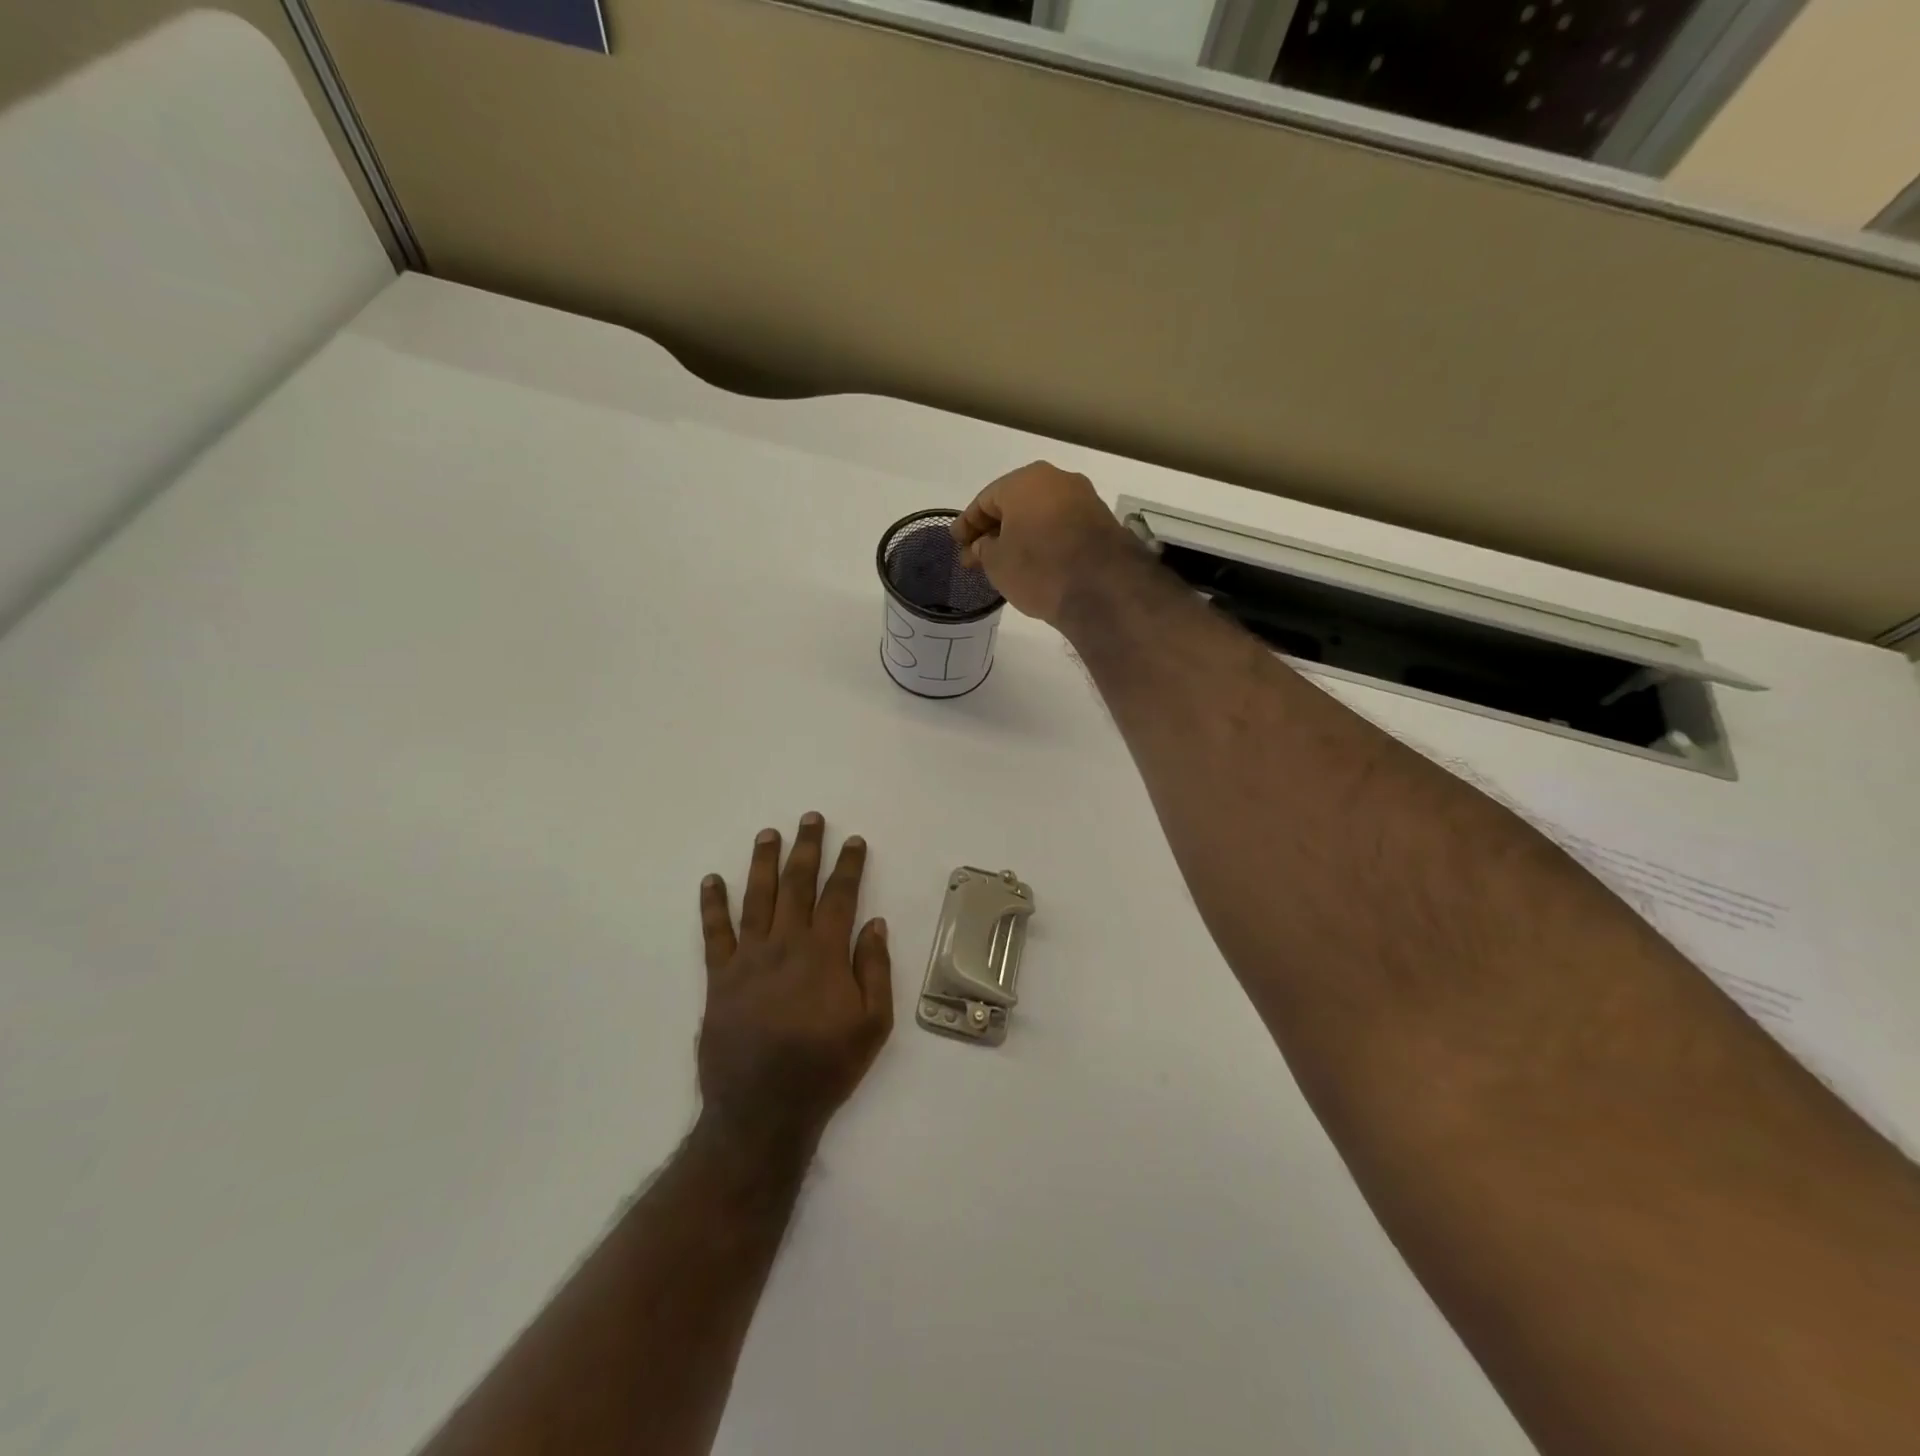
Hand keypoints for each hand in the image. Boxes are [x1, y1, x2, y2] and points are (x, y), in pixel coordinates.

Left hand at [696, 814, 892, 1151]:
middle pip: (797, 885)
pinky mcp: (719, 978)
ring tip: (768, 834)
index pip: (839, 896)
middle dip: (806, 848)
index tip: (854, 840)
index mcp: (824, 955)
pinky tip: (712, 880)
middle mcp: (785, 945)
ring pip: (757, 898)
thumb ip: (875, 971)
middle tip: (810, 819)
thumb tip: (875, 924)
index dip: (848, 865)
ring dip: (763, 862)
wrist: (762, 1110)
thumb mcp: (872, 1025)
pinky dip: (712, 905)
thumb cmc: (825, 1068)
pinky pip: (714, 933)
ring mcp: (748, 959)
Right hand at [951, 461, 1139, 626]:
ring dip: (1020, 535)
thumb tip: (984, 544)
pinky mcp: (1101, 522)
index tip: (956, 542)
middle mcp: (1056, 480)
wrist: (1102, 588)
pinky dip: (1043, 540)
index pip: (985, 500)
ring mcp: (1083, 499)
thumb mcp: (997, 562)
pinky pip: (1061, 527)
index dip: (967, 524)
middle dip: (993, 529)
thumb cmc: (1039, 568)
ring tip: (1004, 561)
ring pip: (1039, 515)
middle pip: (1014, 504)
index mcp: (1024, 481)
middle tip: (975, 555)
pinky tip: (1034, 560)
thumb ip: (984, 548)